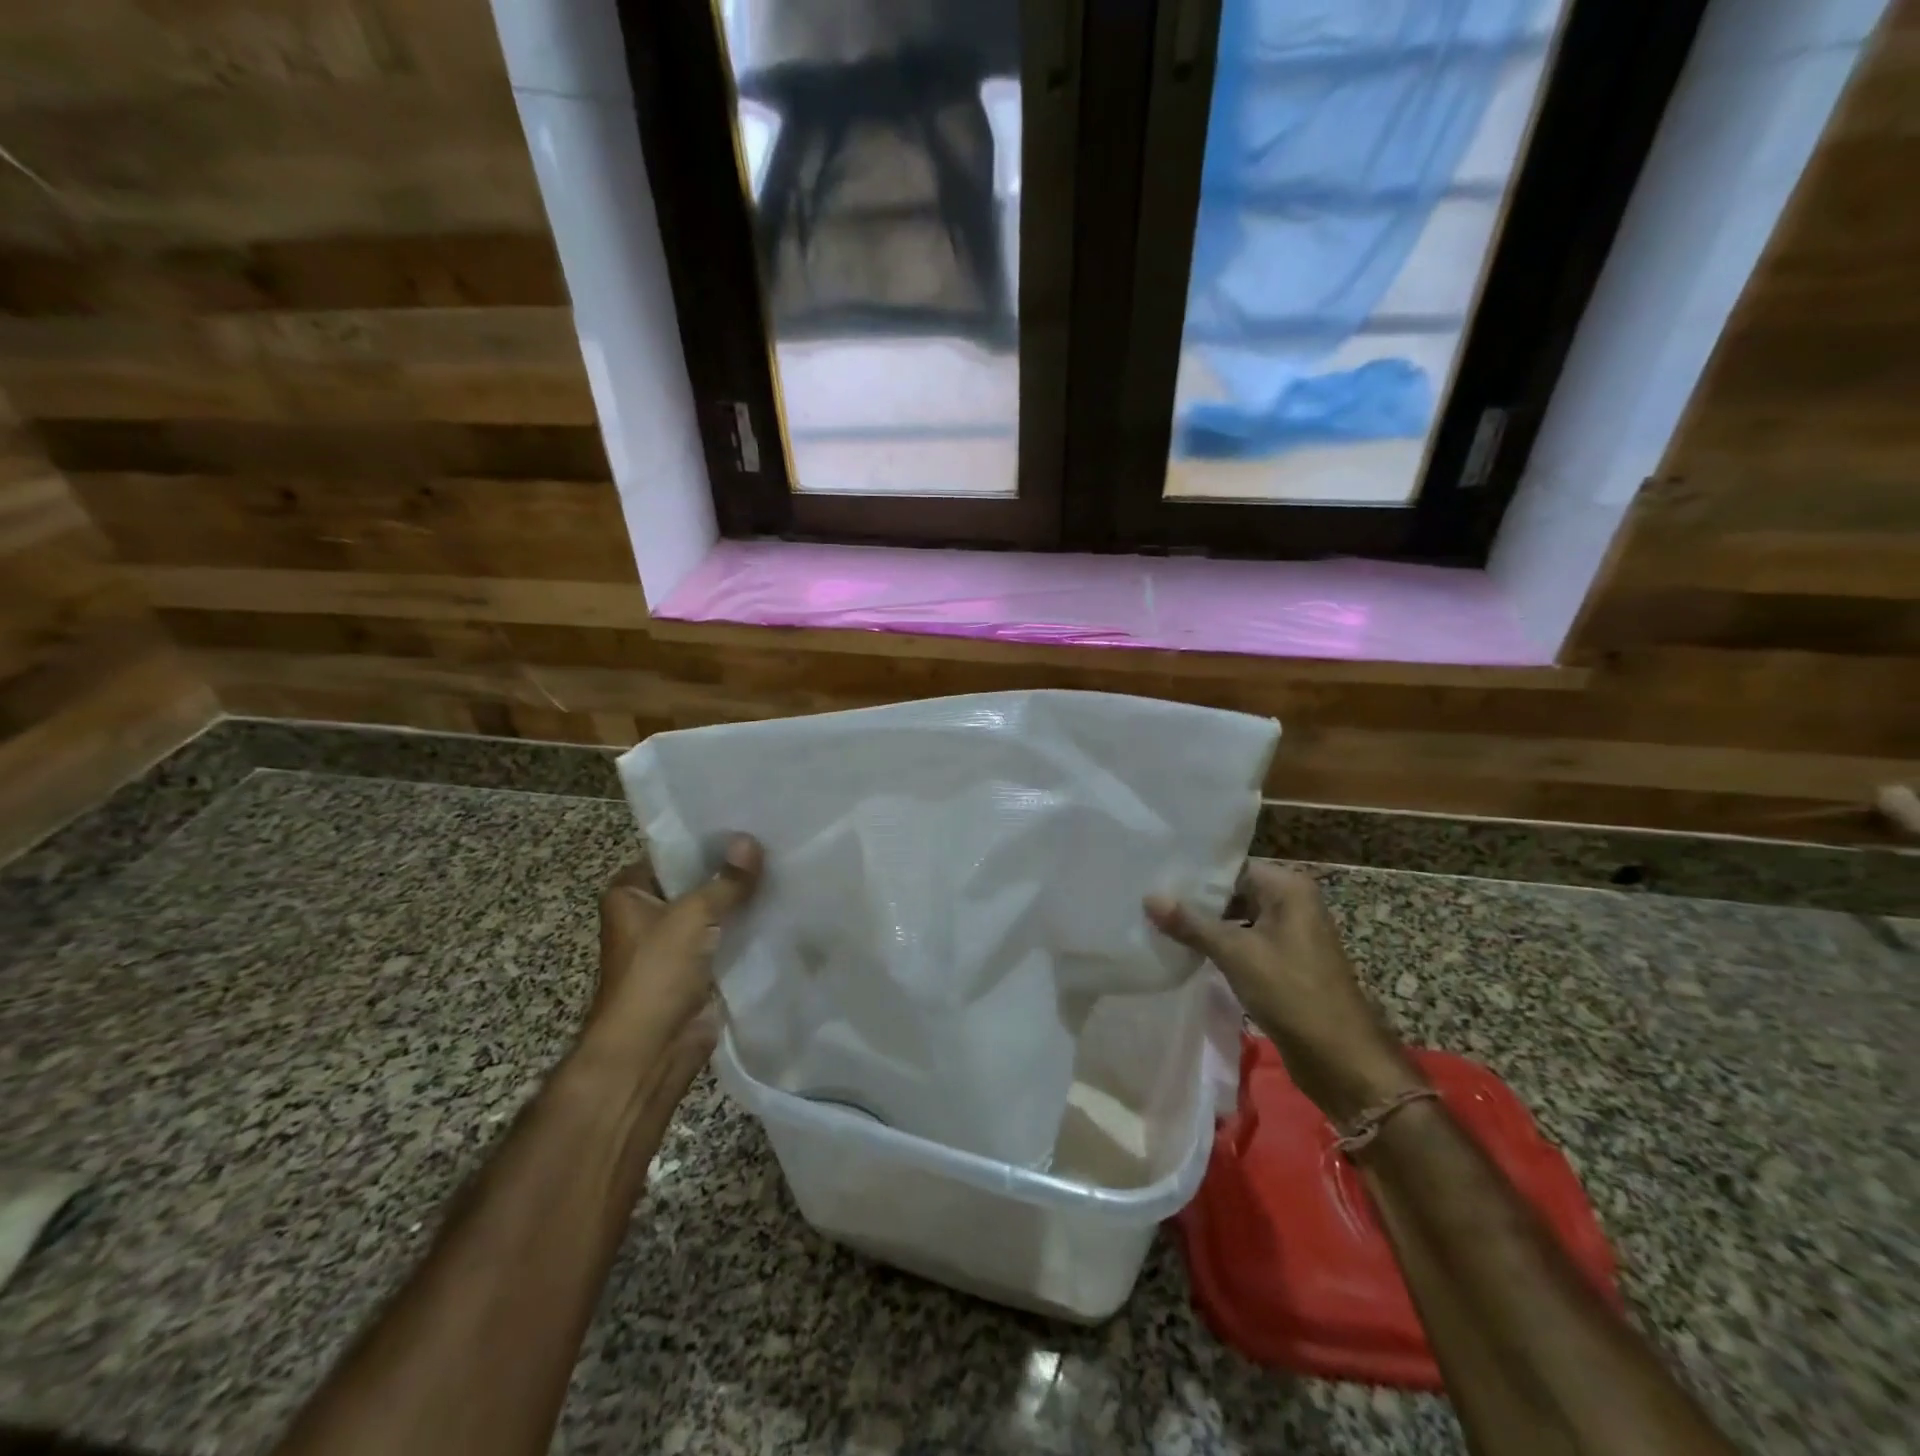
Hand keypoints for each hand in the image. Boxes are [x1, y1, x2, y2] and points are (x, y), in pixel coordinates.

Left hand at [581, 834, 762, 1068]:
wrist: (652, 1049)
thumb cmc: (656, 973)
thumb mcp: (693, 916)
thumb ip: (727, 880)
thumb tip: (751, 840)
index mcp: (631, 893)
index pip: (673, 852)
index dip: (709, 839)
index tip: (748, 822)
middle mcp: (650, 913)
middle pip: (698, 881)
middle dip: (732, 869)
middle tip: (775, 842)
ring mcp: (676, 942)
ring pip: (716, 910)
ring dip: (743, 899)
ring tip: (785, 868)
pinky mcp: (699, 967)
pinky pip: (727, 937)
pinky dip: (749, 927)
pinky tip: (782, 906)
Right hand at [1145, 863, 1421, 1124]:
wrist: (1340, 1059)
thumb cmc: (1292, 993)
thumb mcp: (1236, 954)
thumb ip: (1191, 924)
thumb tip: (1149, 897)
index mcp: (1289, 888)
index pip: (1231, 866)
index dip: (1194, 872)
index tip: (1155, 874)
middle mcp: (1292, 903)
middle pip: (1233, 890)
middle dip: (1195, 899)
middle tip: (1148, 898)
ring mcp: (1288, 934)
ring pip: (1236, 918)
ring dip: (1203, 924)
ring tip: (1156, 920)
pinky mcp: (1283, 962)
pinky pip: (1243, 942)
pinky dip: (1218, 944)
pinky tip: (1183, 948)